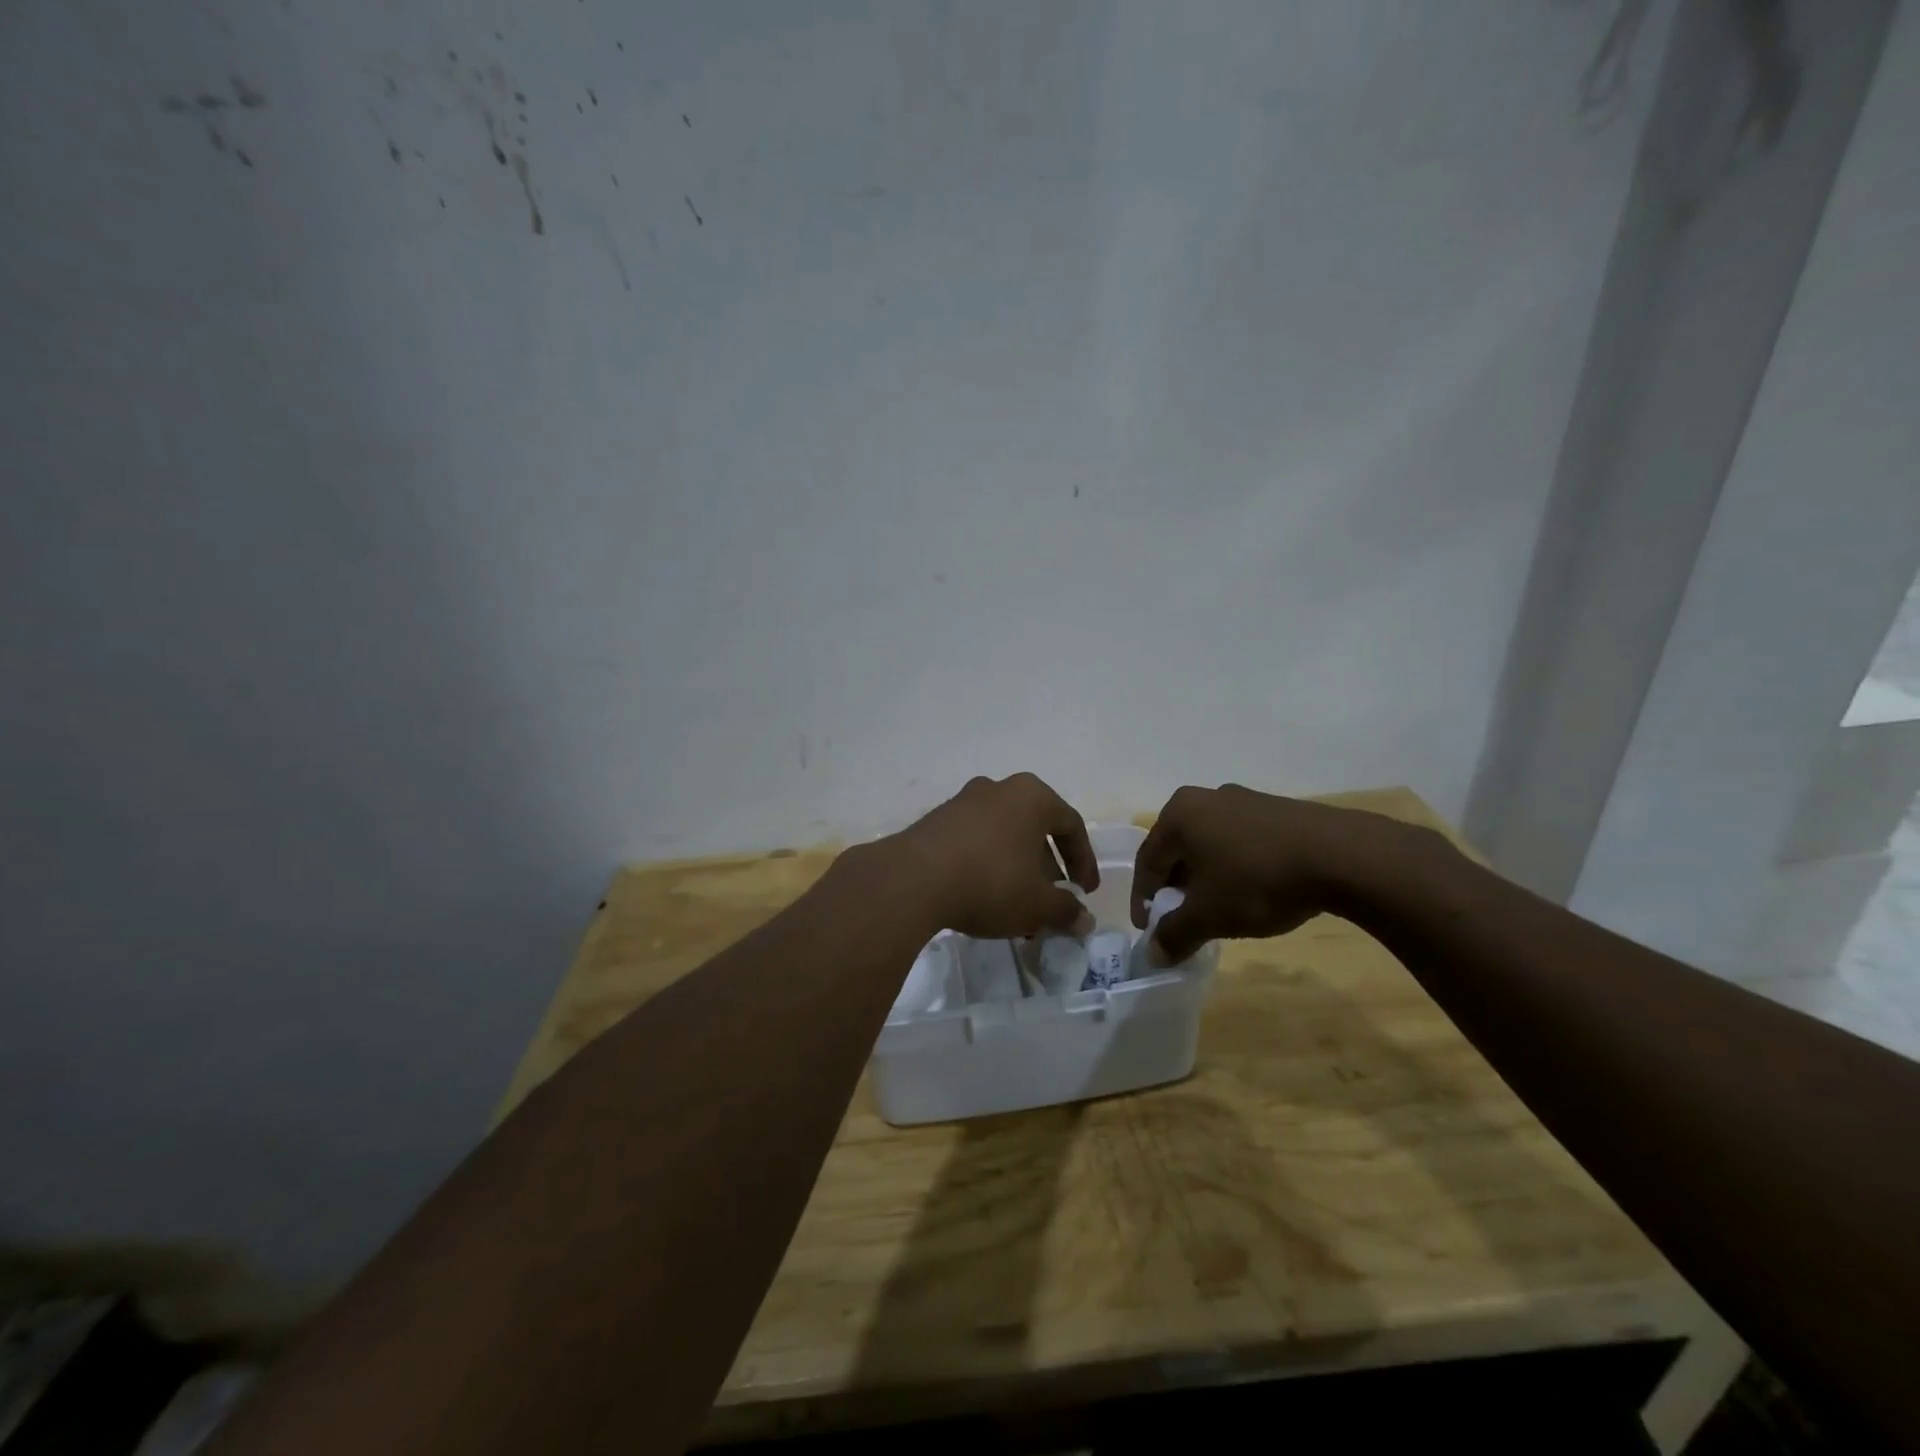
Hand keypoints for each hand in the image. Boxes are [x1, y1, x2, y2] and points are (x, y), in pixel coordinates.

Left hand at [884, 773, 1098, 939]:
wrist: (912, 880)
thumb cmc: (990, 882)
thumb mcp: (1037, 904)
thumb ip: (1066, 911)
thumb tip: (1084, 921)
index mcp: (1031, 797)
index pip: (1071, 825)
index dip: (1084, 861)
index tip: (1085, 892)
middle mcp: (998, 789)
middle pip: (1034, 829)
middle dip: (1047, 869)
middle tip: (1051, 901)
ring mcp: (962, 802)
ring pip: (1003, 837)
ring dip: (1016, 870)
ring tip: (1018, 908)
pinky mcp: (935, 822)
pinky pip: (974, 842)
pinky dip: (987, 866)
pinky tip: (984, 899)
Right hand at [1130, 784, 1431, 963]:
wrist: (1341, 856)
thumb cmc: (1257, 880)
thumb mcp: (1209, 915)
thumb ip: (1175, 934)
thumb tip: (1153, 955)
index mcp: (1179, 814)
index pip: (1148, 860)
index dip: (1143, 899)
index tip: (1148, 929)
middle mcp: (1206, 798)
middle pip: (1178, 849)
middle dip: (1176, 887)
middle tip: (1180, 919)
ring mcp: (1245, 800)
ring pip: (1210, 845)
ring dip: (1206, 878)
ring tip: (1217, 910)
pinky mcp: (1278, 811)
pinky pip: (1241, 842)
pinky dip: (1235, 868)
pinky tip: (1252, 892)